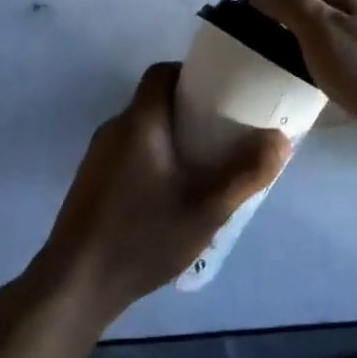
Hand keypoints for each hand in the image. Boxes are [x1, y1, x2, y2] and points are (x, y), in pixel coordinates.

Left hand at [38, 63, 290, 320]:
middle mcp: (114, 129)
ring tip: (204, 168)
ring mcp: (98, 157)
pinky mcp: (92, 183)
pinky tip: (171, 197)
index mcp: (139, 122)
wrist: (76, 283)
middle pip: (155, 102)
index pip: (161, 74)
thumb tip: (280, 138)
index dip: (191, 75)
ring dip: (173, 140)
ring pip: (143, 132)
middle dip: (190, 112)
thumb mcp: (206, 208)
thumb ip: (246, 173)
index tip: (221, 94)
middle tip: (223, 136)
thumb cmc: (143, 236)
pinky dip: (154, 161)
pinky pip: (130, 155)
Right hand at [248, 0, 356, 154]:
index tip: (241, 19)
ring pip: (331, 17)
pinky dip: (323, 46)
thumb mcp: (324, 34)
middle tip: (258, 37)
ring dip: (302, 26)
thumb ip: (293, 4)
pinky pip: (346, 39)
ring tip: (284, 55)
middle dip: (281, 5)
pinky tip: (323, 72)